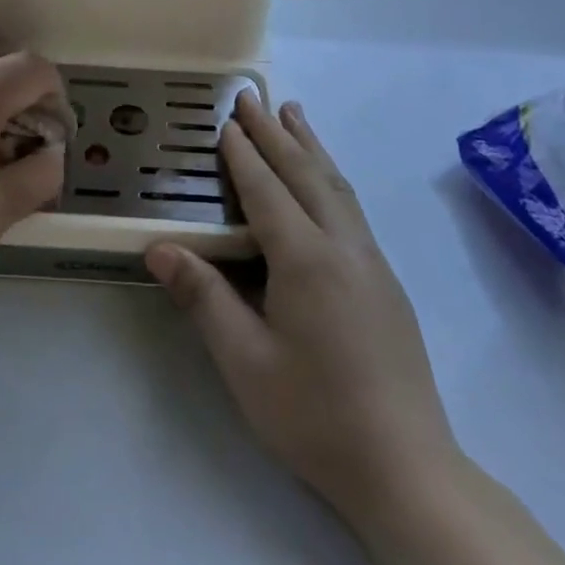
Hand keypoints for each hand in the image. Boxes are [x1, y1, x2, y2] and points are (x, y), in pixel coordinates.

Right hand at [147, 94, 459, 524]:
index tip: (224, 120)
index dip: (243, 154)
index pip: (267, 191)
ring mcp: (371, 262)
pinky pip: (350, 207)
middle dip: (276, 133)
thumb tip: (158, 248)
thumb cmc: (315, 415)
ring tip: (293, 113)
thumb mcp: (245, 362)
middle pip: (306, 174)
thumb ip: (204, 298)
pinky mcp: (384, 281)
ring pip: (336, 186)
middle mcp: (344, 247)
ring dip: (310, 146)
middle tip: (252, 97)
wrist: (407, 467)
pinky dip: (329, 176)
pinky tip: (324, 179)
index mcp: (307, 260)